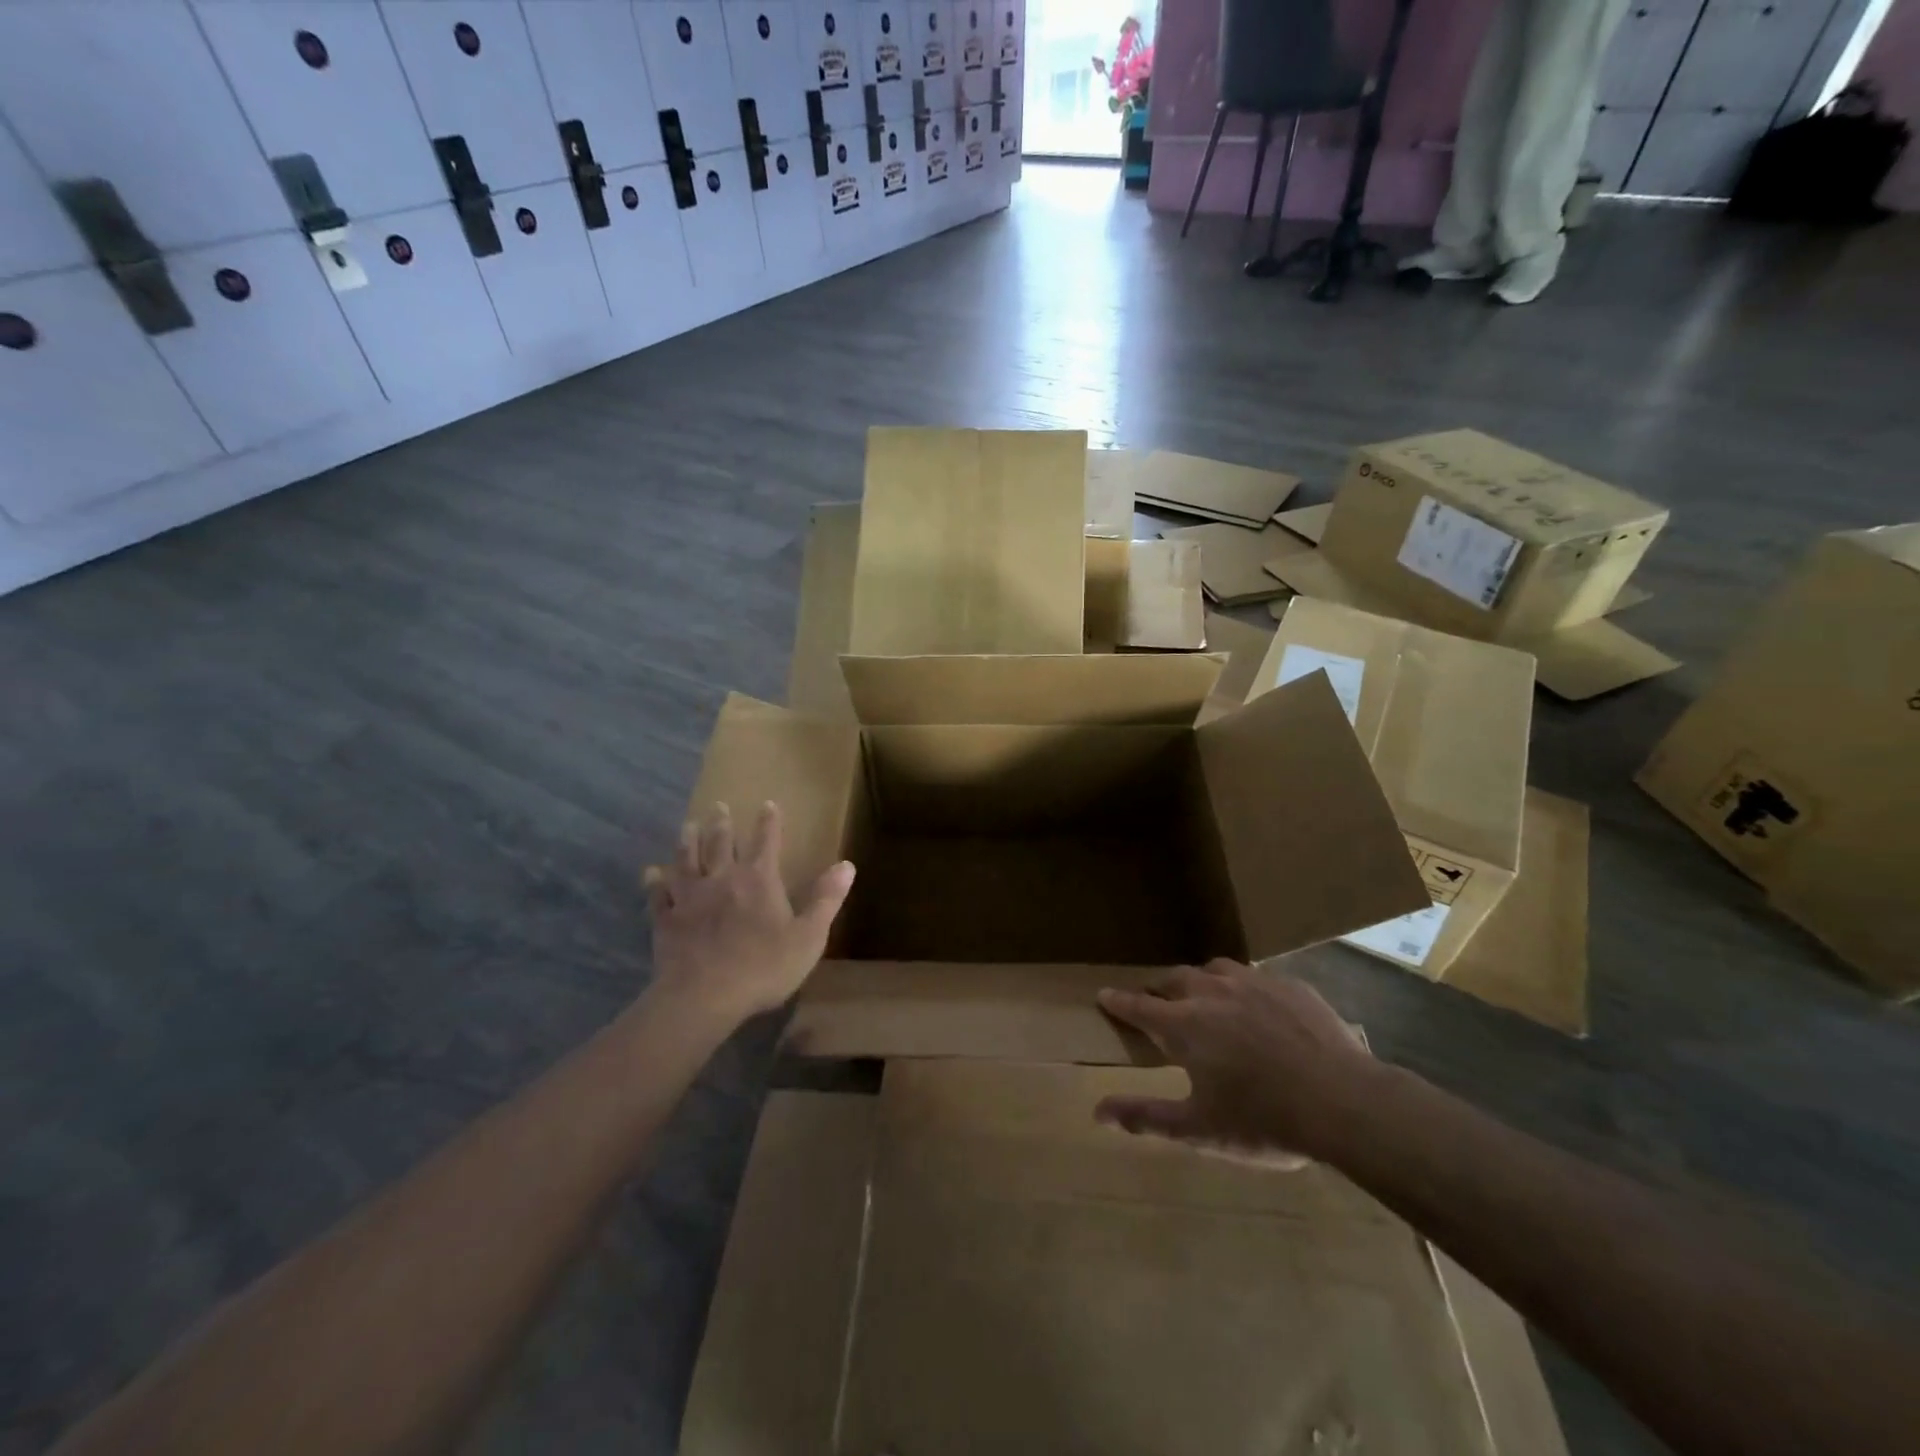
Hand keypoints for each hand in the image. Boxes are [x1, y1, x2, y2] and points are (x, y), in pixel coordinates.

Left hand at [644, 802, 855, 1025]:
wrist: (704, 996)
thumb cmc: (763, 967)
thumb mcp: (808, 936)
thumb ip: (826, 899)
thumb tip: (847, 865)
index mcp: (759, 879)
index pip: (766, 841)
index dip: (769, 822)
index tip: (767, 804)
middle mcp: (722, 878)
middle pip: (720, 843)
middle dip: (721, 823)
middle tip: (718, 806)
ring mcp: (689, 897)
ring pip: (686, 860)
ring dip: (687, 841)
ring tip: (687, 825)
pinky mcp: (665, 919)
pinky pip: (657, 895)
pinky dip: (654, 881)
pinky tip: (650, 873)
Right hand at [1094, 960, 1379, 1163]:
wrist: (1344, 1102)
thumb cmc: (1264, 1120)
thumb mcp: (1200, 1129)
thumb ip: (1146, 1117)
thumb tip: (1097, 1112)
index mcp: (1185, 1024)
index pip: (1139, 1005)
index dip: (1118, 1001)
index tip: (1103, 994)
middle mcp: (1212, 992)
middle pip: (1174, 979)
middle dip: (1159, 989)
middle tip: (1157, 1003)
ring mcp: (1253, 983)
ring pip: (1214, 970)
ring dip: (1200, 982)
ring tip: (1204, 998)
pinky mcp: (1289, 985)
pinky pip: (1255, 977)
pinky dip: (1242, 988)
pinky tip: (1257, 1007)